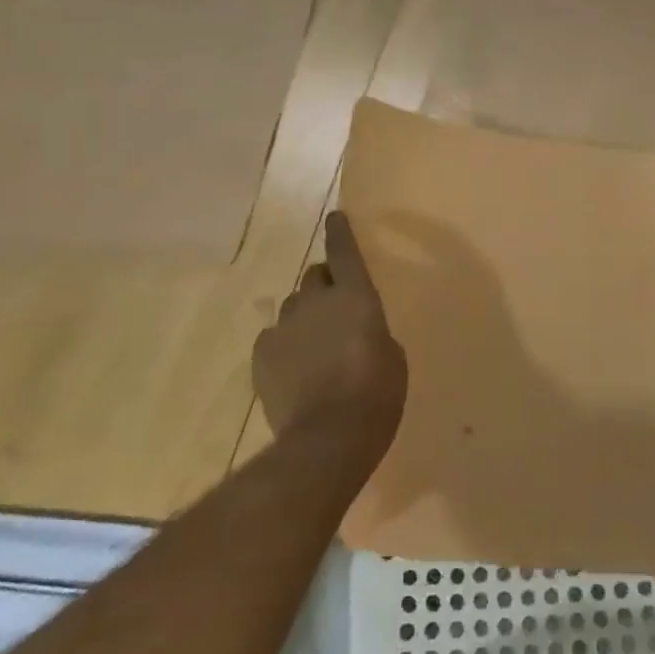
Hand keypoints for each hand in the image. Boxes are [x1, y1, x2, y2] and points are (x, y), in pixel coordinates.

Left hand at [253, 212, 407, 450]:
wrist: (328, 436)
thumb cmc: (377, 393)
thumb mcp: (392, 356)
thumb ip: (372, 331)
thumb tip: (356, 329)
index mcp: (355, 296)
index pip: (344, 251)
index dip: (340, 232)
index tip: (334, 217)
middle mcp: (317, 301)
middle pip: (314, 274)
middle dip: (324, 283)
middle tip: (333, 306)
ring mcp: (285, 326)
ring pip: (293, 306)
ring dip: (305, 315)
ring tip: (314, 344)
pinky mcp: (262, 354)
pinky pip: (274, 337)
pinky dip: (285, 345)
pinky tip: (295, 368)